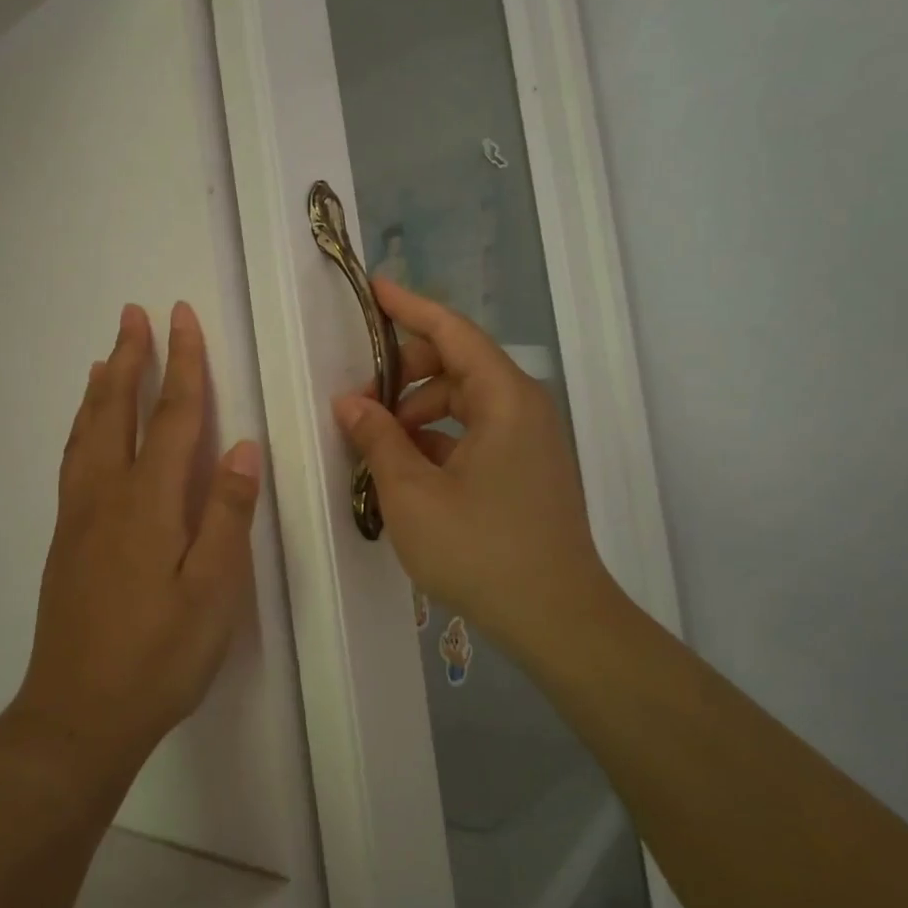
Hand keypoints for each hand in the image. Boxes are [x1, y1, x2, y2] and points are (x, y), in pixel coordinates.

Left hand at [14, 302, 261, 774]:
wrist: (78, 715)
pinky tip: (86, 430)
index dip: (182, 364)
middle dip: (130, 358)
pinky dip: (81, 427)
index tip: (181, 318)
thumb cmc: (159, 655)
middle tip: (133, 314)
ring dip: (101, 387)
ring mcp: (79, 516)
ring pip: (87, 432)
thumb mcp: (214, 592)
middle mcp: (107, 495)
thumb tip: (244, 447)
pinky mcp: (66, 539)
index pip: (173, 417)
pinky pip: (73, 461)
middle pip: (118, 411)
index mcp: (149, 503)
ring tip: (108, 356)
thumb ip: (228, 515)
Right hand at [332, 280, 609, 652]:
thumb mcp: (412, 493)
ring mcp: (530, 440)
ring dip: (418, 411)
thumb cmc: (481, 550)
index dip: (410, 307)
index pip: (452, 331)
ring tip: (378, 444)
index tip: (373, 289)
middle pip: (457, 365)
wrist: (558, 619)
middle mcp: (524, 407)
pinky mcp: (528, 469)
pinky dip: (439, 438)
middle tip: (360, 403)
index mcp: (504, 398)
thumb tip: (350, 403)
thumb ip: (378, 438)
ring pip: (465, 402)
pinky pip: (477, 433)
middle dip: (404, 374)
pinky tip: (408, 469)